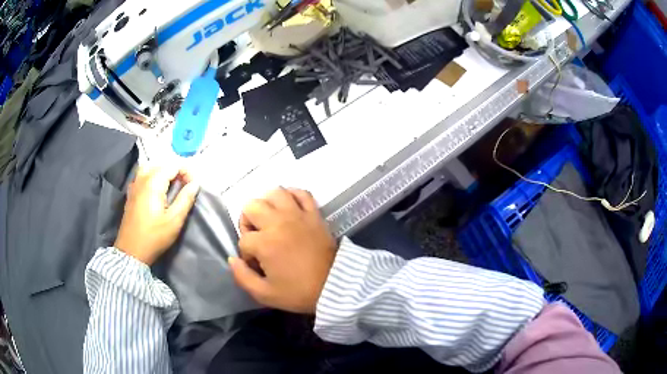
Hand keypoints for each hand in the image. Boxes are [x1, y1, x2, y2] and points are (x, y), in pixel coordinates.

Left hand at [114, 166, 199, 264]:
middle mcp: (142, 179)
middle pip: (162, 164)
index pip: (173, 165)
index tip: (194, 185)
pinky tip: (157, 189)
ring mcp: (134, 185)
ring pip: (151, 167)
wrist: (132, 251)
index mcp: (153, 183)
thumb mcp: (174, 220)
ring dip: (163, 172)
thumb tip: (196, 183)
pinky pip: (142, 175)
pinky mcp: (131, 193)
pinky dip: (153, 175)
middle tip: (185, 185)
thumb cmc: (154, 237)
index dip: (186, 171)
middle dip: (176, 170)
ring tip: (171, 185)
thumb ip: (185, 199)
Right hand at [229, 188, 336, 313]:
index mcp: (265, 243)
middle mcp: (278, 223)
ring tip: (270, 219)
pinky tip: (288, 207)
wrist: (335, 285)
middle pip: (251, 207)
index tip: (257, 265)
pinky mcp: (314, 213)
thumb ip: (242, 277)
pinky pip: (302, 193)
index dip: (246, 254)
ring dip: (267, 204)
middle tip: (257, 238)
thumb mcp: (265, 294)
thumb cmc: (299, 292)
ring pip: (274, 192)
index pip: (244, 240)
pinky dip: (292, 195)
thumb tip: (233, 259)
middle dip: (248, 222)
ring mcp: (298, 215)